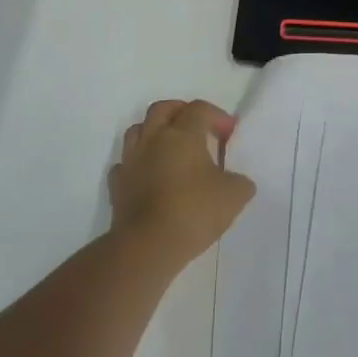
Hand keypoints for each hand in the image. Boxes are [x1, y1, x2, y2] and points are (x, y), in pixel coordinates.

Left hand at [108, 99, 254, 267]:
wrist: (147, 247)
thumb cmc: (193, 212)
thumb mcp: (234, 196)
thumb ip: (240, 181)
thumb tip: (237, 181)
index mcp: (182, 134)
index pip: (199, 109)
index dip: (217, 116)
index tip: (229, 134)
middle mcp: (153, 139)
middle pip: (162, 109)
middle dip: (181, 111)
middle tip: (196, 126)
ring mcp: (131, 161)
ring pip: (138, 130)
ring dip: (154, 132)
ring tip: (169, 147)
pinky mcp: (117, 185)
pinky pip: (125, 164)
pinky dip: (137, 164)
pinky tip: (148, 175)